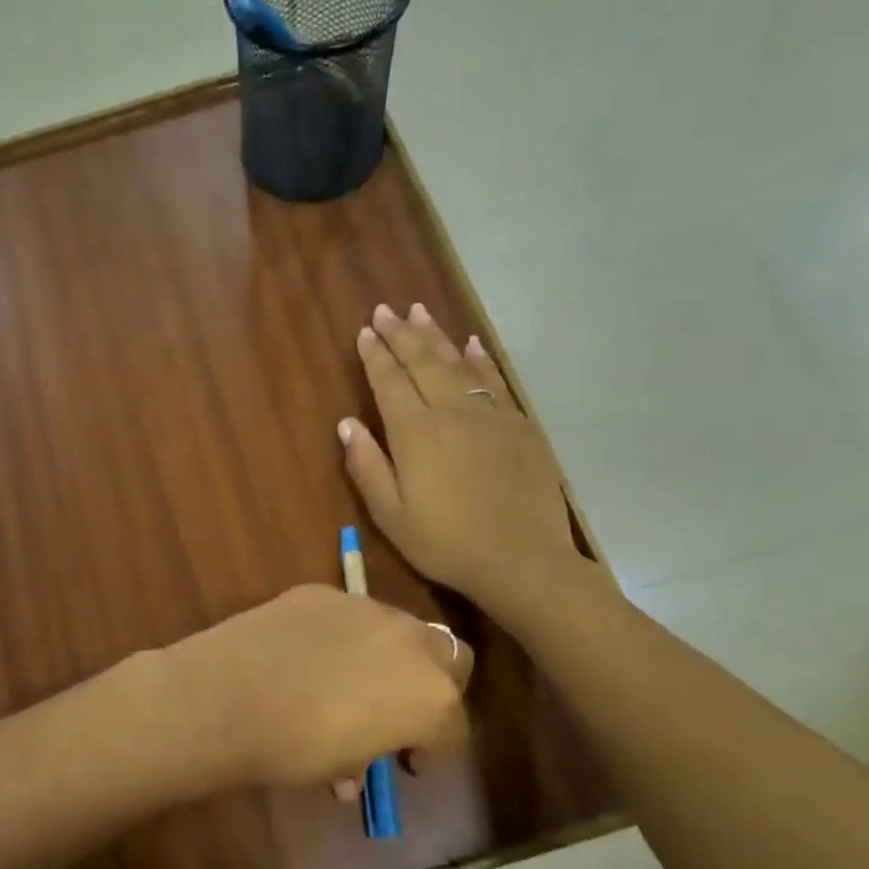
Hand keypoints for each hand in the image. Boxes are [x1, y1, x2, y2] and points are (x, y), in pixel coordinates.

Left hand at [161, 584, 471, 793]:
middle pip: (450, 659)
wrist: (225, 698)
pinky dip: (342, 635)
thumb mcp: (341, 768)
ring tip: (350, 680)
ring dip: (390, 655)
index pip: (454, 728)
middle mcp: (412, 643)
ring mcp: (366, 608)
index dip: (435, 749)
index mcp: (431, 697)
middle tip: (399, 711)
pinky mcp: (323, 592)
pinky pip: (348, 615)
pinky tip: (306, 654)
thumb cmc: (293, 749)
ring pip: (400, 629)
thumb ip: (363, 759)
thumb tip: (351, 769)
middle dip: (434, 685)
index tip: (408, 760)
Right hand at [339, 303, 579, 615]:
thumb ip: (368, 467)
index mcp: (415, 434)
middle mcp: (451, 411)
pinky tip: (472, 344)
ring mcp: (490, 414)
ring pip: (458, 364)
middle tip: (387, 310)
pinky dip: (480, 358)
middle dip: (402, 335)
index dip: (376, 356)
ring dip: (437, 336)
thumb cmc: (446, 543)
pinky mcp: (520, 425)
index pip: (390, 383)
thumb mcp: (391, 516)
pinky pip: (495, 380)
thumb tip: (347, 424)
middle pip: (423, 363)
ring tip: (420, 313)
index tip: (365, 332)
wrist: (521, 558)